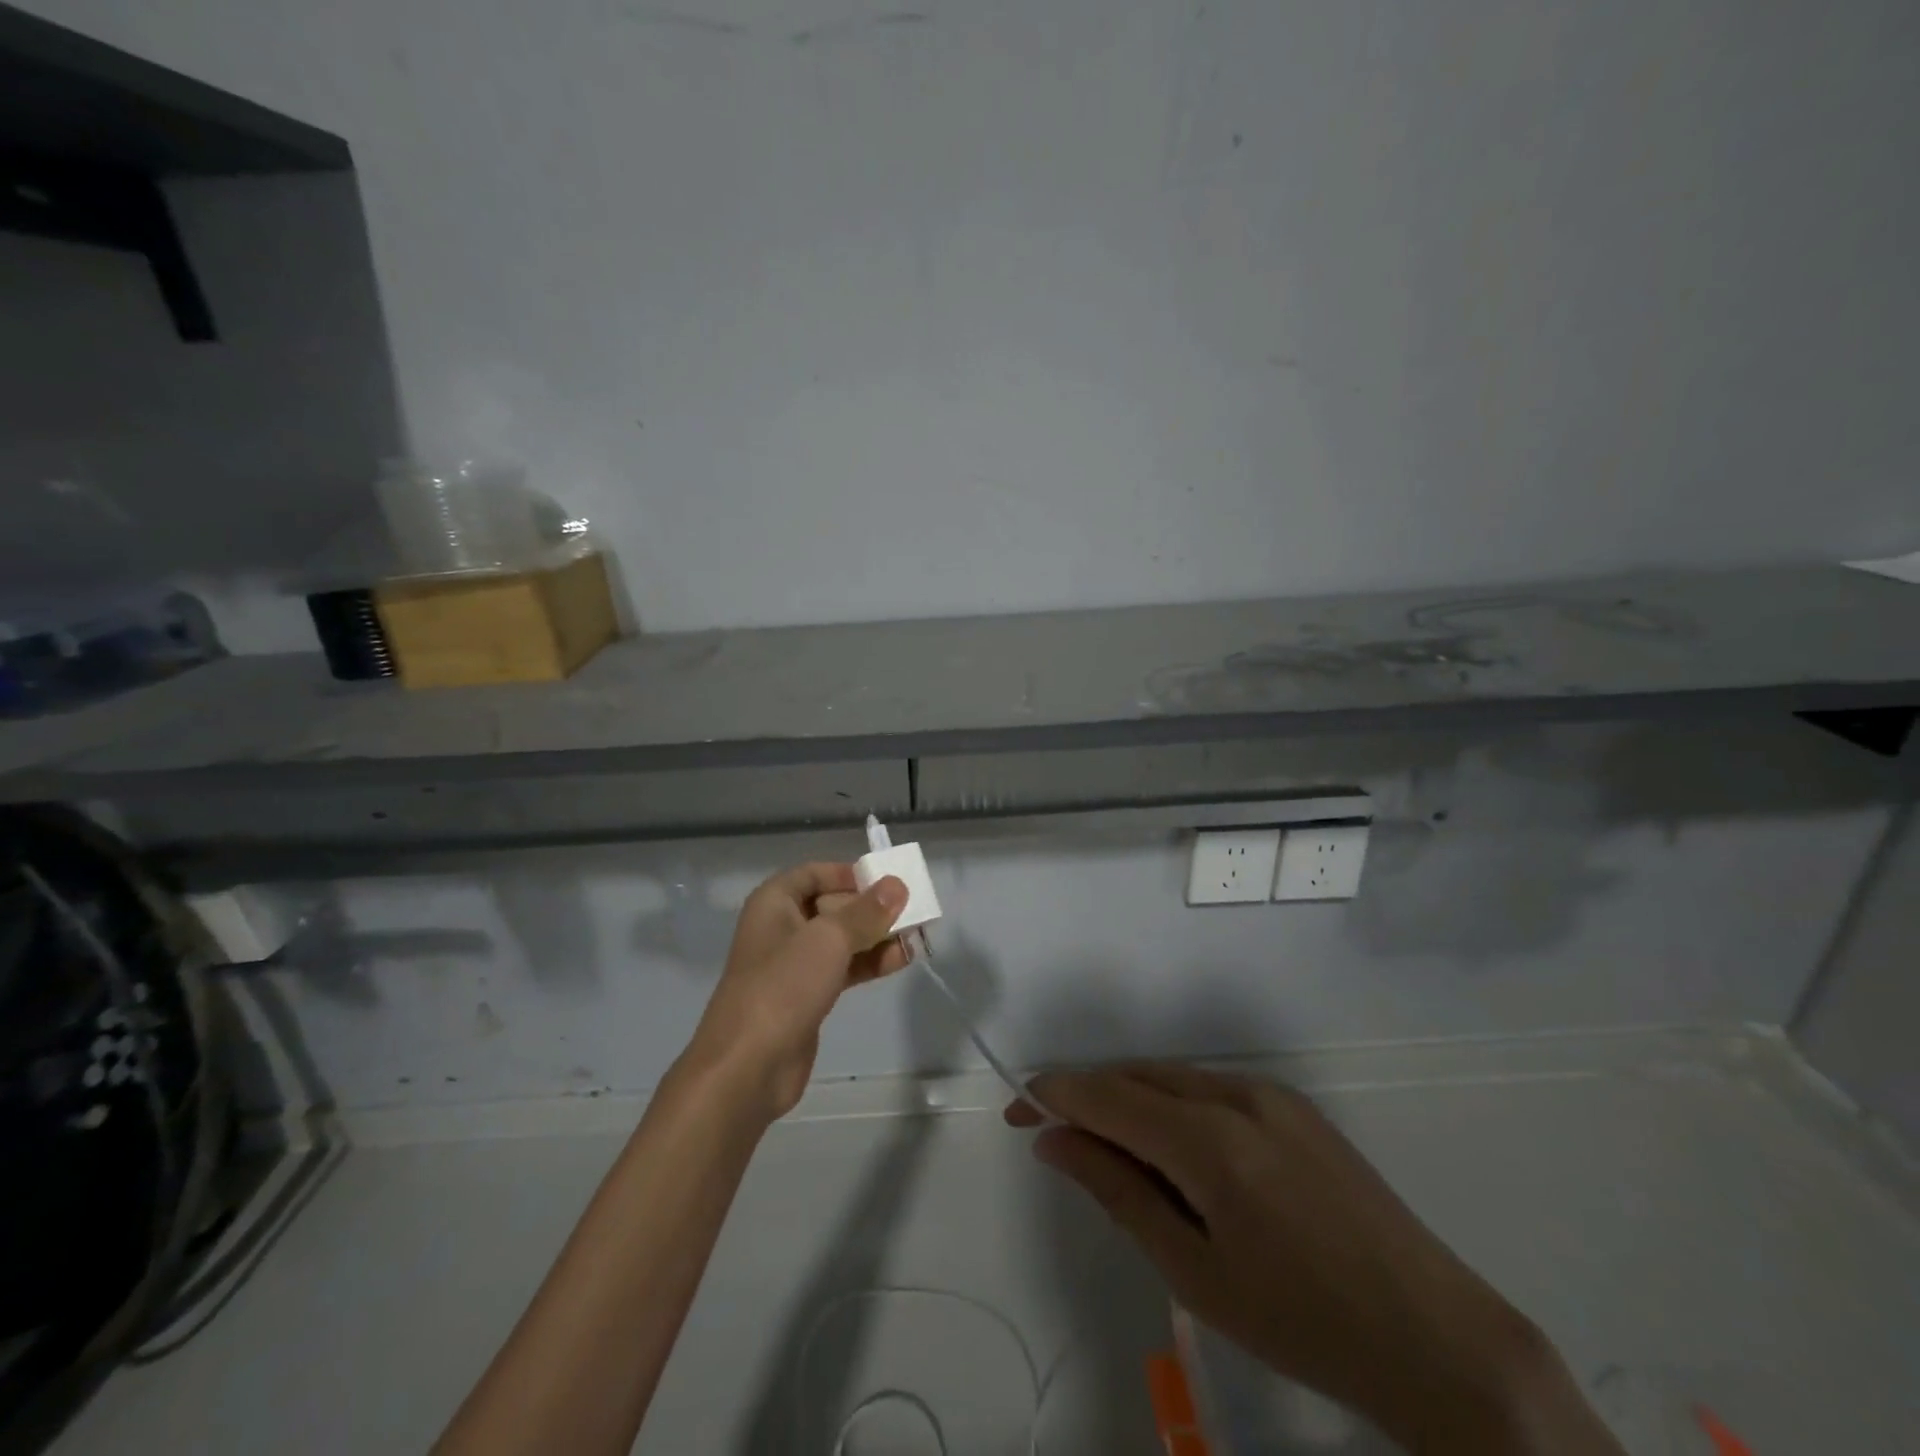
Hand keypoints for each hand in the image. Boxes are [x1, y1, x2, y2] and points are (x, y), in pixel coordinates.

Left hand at [688, 863, 909, 1121]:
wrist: (748, 1066)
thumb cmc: (784, 986)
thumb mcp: (829, 939)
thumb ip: (866, 911)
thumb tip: (897, 885)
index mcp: (774, 902)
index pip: (814, 873)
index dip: (849, 873)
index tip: (886, 881)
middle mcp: (782, 927)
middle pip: (832, 905)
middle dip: (871, 907)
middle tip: (911, 910)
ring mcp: (794, 964)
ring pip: (841, 939)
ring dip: (876, 936)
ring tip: (916, 936)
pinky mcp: (806, 996)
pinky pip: (843, 968)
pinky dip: (869, 962)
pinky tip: (900, 961)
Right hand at [1008, 1065, 1622, 1454]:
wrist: (1435, 1335)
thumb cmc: (1302, 1321)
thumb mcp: (1194, 1270)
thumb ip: (1117, 1190)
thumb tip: (1055, 1140)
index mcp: (1209, 1139)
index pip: (1107, 1095)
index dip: (1053, 1096)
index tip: (1017, 1112)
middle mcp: (1236, 1094)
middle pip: (1136, 1076)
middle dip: (1088, 1098)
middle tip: (1054, 1139)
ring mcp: (1269, 1092)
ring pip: (1171, 1078)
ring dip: (1129, 1101)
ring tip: (1112, 1153)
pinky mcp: (1292, 1104)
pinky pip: (1209, 1088)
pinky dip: (1171, 1106)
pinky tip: (1173, 1152)